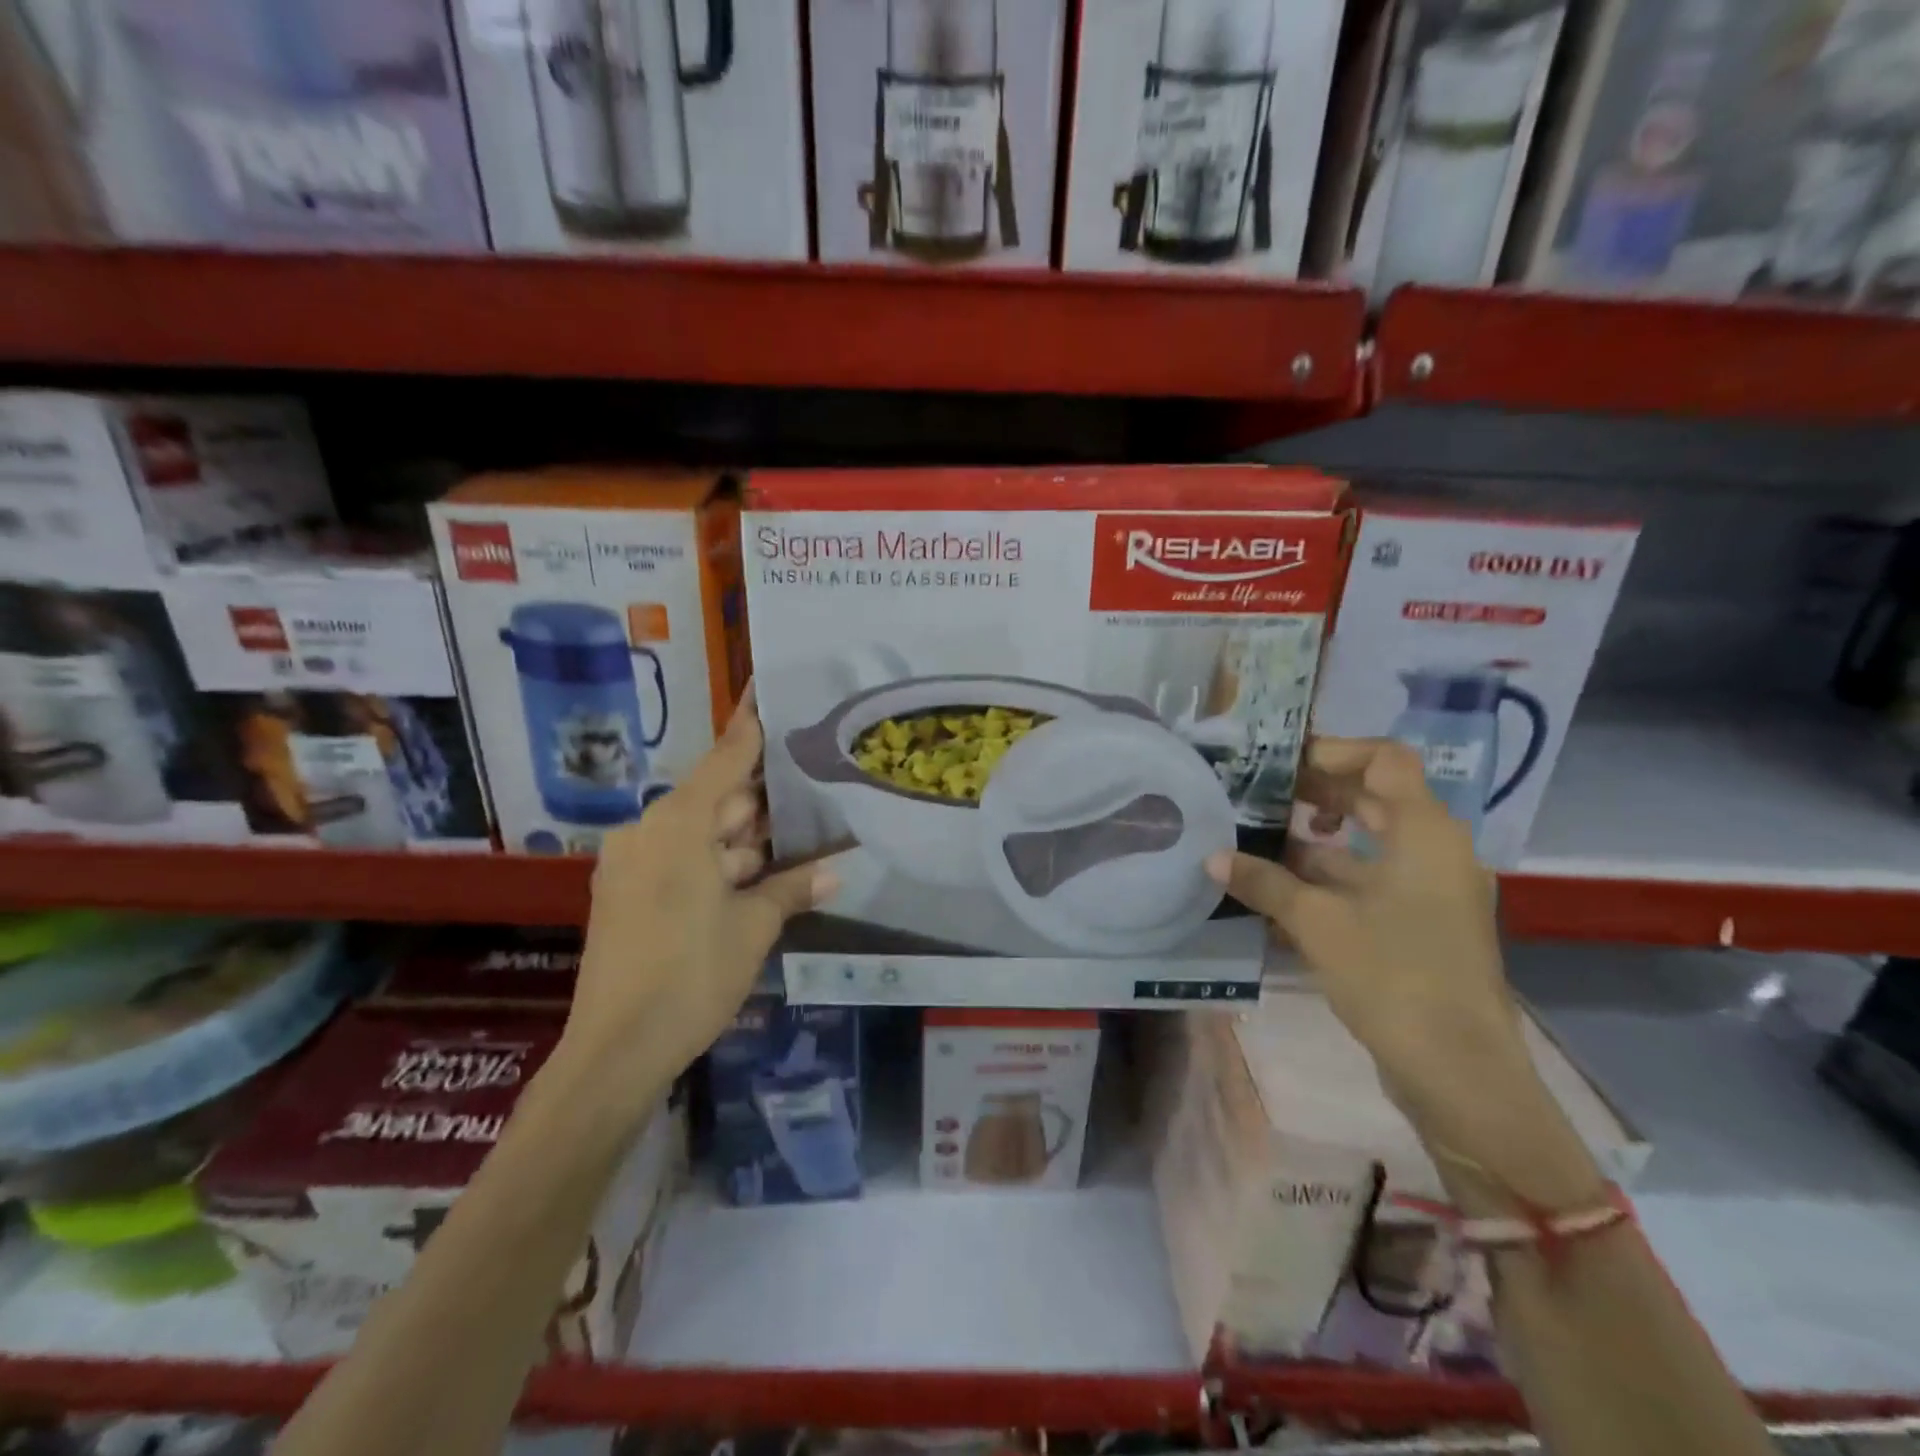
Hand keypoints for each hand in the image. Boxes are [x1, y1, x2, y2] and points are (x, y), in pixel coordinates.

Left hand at [562, 689, 834, 1091]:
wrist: (615, 1052)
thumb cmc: (691, 975)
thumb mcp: (753, 927)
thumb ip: (793, 887)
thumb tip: (838, 869)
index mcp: (677, 825)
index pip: (725, 759)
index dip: (750, 727)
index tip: (768, 692)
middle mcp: (649, 832)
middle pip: (716, 799)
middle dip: (762, 802)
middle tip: (812, 787)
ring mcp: (633, 864)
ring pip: (701, 834)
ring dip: (744, 841)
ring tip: (799, 836)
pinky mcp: (628, 895)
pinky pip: (681, 861)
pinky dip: (718, 864)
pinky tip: (758, 874)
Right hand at [1206, 738, 1530, 1140]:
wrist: (1459, 1071)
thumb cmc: (1393, 977)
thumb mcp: (1318, 922)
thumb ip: (1264, 882)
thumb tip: (1212, 857)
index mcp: (1423, 832)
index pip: (1384, 759)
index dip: (1333, 750)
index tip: (1280, 760)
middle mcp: (1433, 850)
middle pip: (1373, 796)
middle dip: (1315, 790)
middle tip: (1258, 791)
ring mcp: (1428, 889)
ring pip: (1368, 841)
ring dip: (1316, 836)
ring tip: (1258, 835)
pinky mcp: (1418, 923)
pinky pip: (1370, 879)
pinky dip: (1329, 875)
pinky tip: (1279, 887)